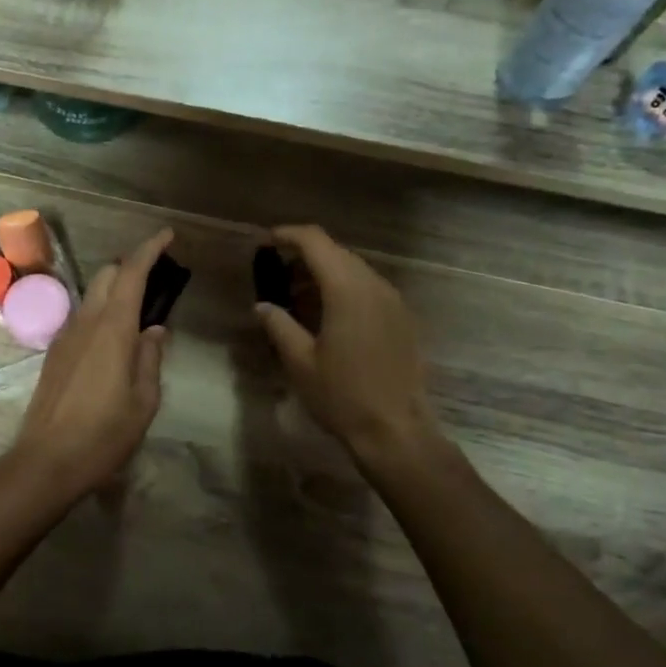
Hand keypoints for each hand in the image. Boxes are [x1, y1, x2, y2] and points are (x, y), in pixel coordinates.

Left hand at [11, 228, 172, 497]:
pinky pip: (82, 317)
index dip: (150, 250)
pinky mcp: (55, 353)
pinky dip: (102, 311)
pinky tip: (116, 337)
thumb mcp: (143, 401)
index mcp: (112, 329)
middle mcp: (85, 322)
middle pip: (107, 275)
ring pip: (92, 295)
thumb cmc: (103, 434)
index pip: (131, 273)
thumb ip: (151, 359)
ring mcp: (65, 336)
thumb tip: (154, 331)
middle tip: (158, 278)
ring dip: (116, 289)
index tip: (167, 235)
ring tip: (141, 310)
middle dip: (132, 266)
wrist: (45, 461)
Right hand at [255, 225, 433, 459]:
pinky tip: (327, 317)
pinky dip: (344, 290)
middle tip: (277, 275)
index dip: (288, 235)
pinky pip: (368, 289)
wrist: (396, 431)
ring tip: (298, 299)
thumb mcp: (300, 361)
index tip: (266, 242)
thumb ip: (279, 325)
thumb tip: (263, 305)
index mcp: (347, 289)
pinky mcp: (402, 319)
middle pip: (336, 252)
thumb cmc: (342, 396)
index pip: (316, 241)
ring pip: (354, 270)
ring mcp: (393, 301)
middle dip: (305, 256)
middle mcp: (374, 285)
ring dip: (325, 274)